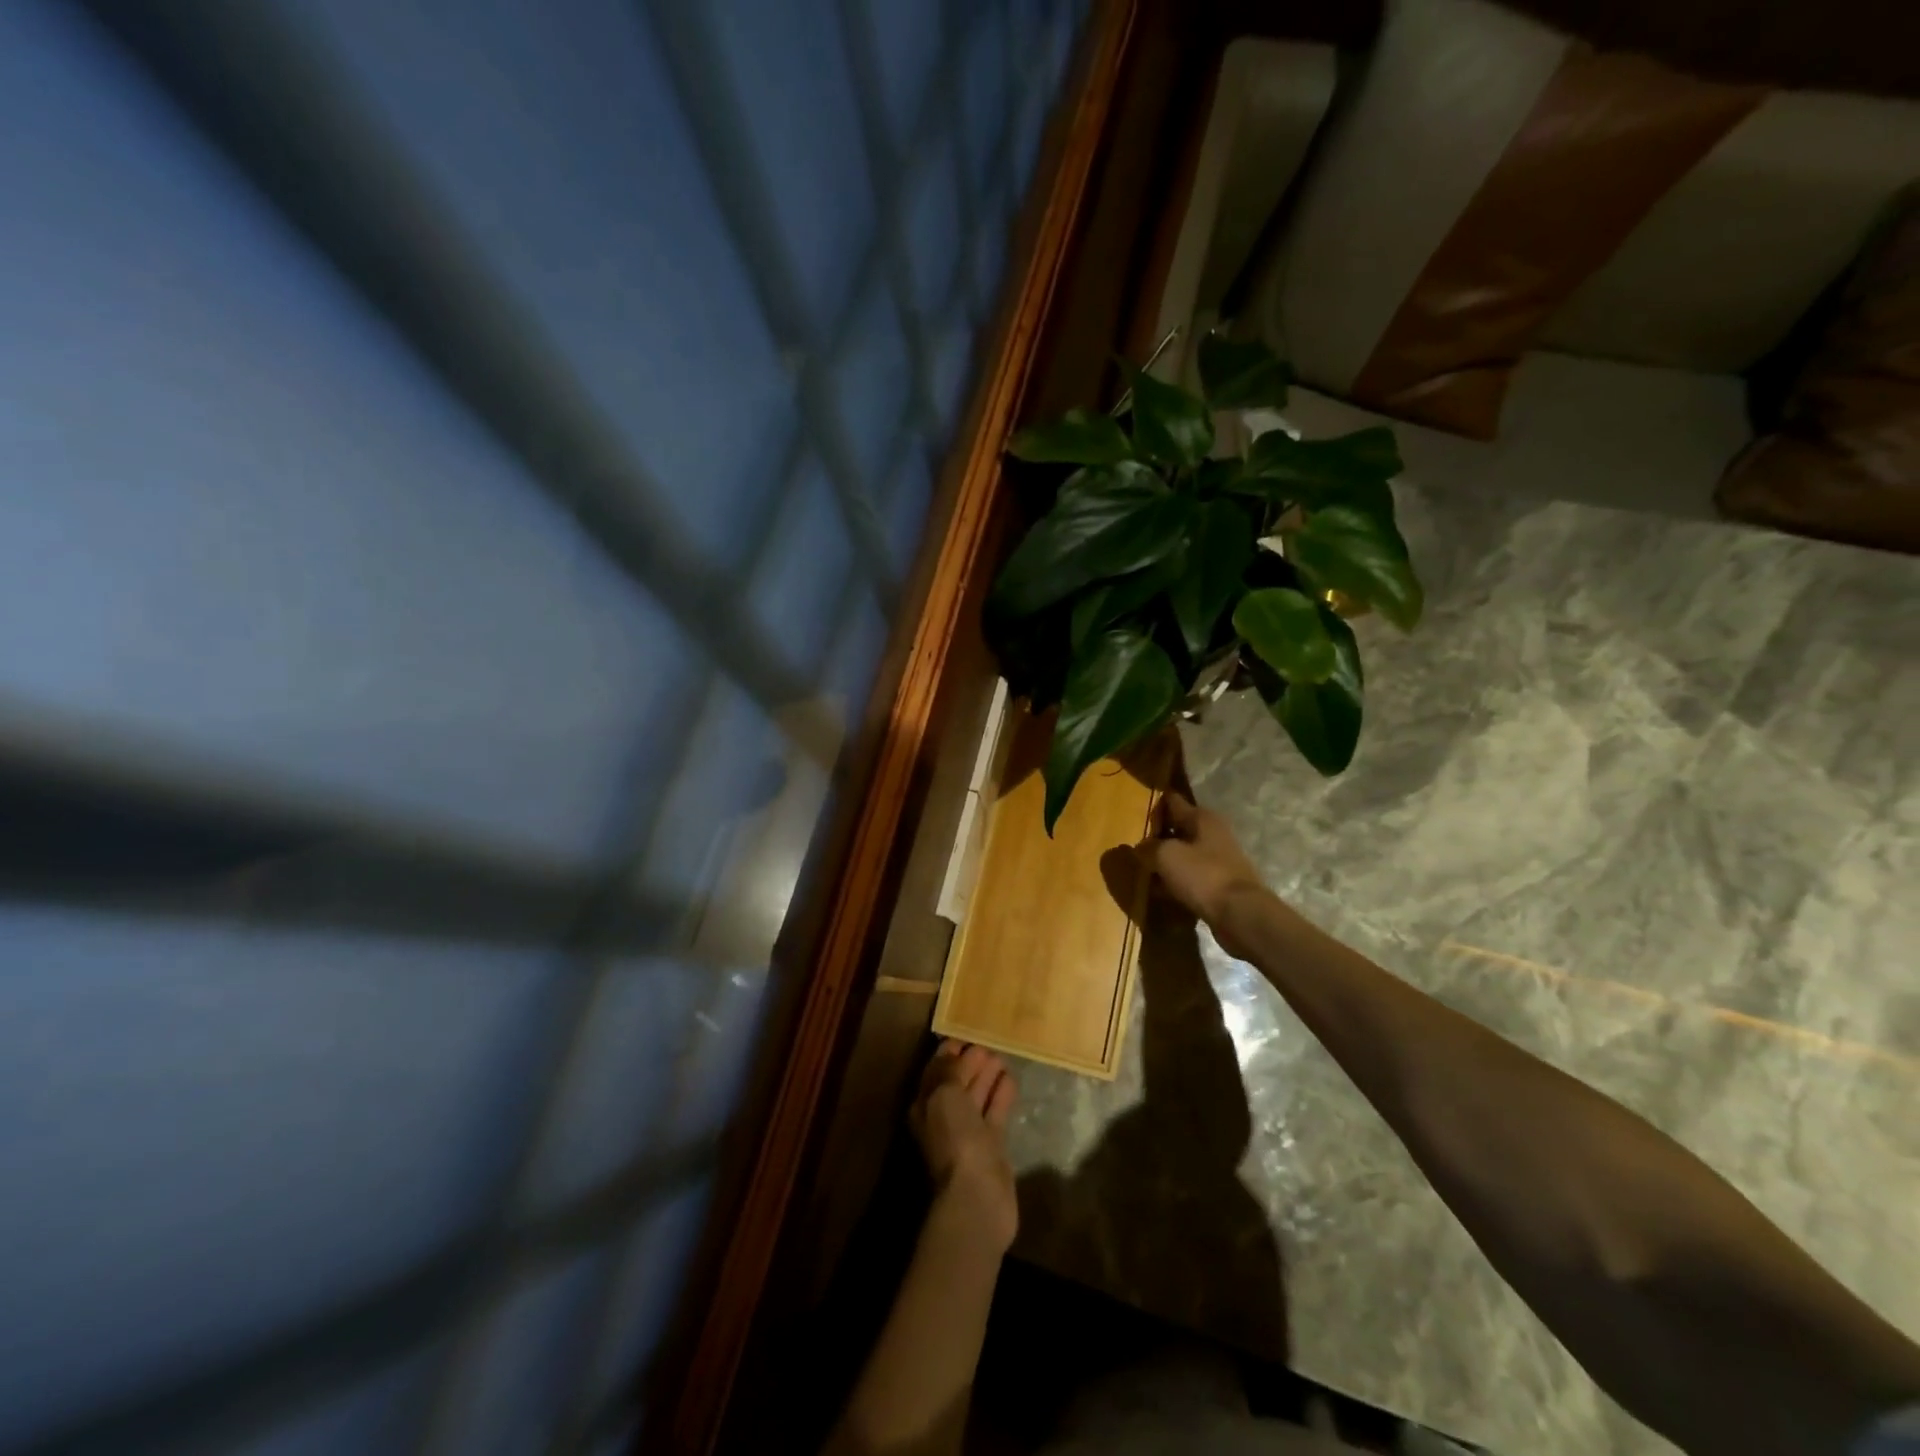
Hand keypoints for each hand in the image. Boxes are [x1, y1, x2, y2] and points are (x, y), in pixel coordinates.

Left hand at [910, 1041, 1018, 1252]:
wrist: (978, 1195)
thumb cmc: (955, 1138)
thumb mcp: (944, 1095)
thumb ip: (949, 1071)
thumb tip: (955, 1052)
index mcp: (926, 1105)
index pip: (936, 1071)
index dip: (949, 1052)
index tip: (966, 1034)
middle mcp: (944, 1117)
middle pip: (957, 1082)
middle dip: (970, 1062)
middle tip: (988, 1042)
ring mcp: (968, 1132)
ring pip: (977, 1096)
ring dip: (987, 1076)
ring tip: (1002, 1056)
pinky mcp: (992, 1145)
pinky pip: (995, 1113)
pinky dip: (1001, 1095)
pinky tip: (1011, 1079)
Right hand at [1135, 793, 1270, 951]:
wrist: (1241, 915)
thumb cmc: (1202, 875)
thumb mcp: (1165, 855)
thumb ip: (1148, 847)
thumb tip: (1139, 848)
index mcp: (1202, 818)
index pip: (1172, 802)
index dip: (1154, 804)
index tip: (1135, 808)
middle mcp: (1213, 833)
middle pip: (1179, 828)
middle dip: (1158, 835)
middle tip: (1133, 843)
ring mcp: (1219, 860)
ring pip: (1184, 854)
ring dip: (1166, 860)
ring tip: (1142, 869)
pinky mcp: (1220, 884)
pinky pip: (1191, 877)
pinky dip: (1176, 881)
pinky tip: (1159, 890)